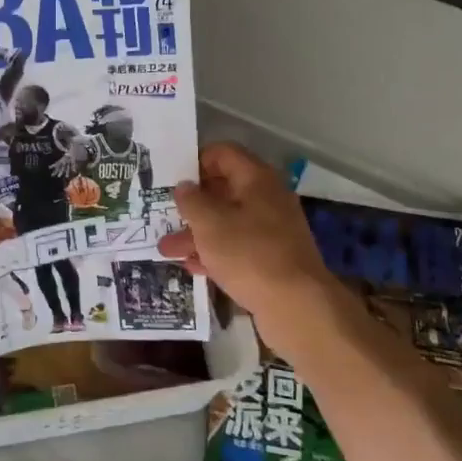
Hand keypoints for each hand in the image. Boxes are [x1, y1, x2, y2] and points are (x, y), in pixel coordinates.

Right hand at [159, 142, 344, 349]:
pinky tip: (191, 266)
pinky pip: (238, 248)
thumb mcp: (209, 224)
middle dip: (193, 204)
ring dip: (197, 233)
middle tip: (165, 213)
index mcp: (257, 180)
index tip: (172, 178)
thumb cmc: (248, 254)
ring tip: (166, 249)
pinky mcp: (273, 259)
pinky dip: (215, 253)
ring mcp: (272, 231)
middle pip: (225, 190)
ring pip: (228, 223)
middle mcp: (268, 199)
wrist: (296, 306)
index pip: (224, 154)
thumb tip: (184, 186)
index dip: (197, 161)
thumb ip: (191, 201)